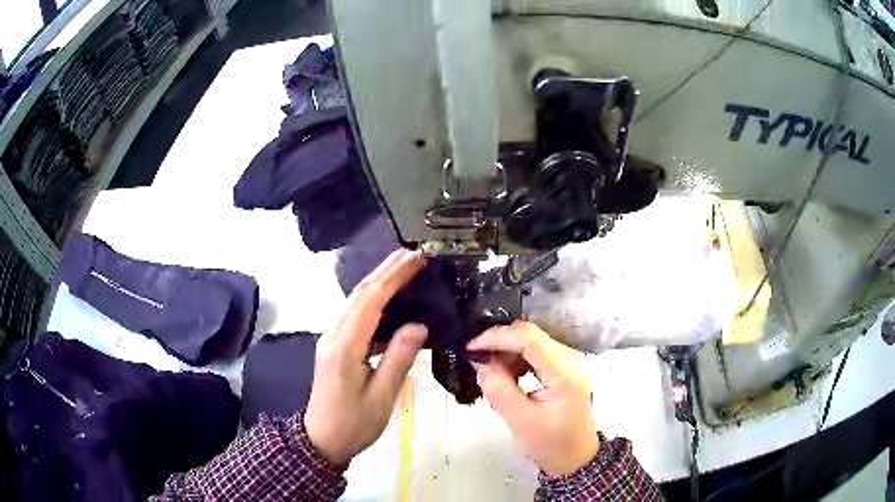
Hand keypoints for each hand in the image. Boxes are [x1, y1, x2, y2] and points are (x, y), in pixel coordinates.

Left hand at [305, 249, 427, 464]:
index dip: (392, 276)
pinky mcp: (336, 347)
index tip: (415, 258)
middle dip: (385, 270)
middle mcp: (334, 335)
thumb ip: (399, 358)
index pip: (370, 300)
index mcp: (344, 346)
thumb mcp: (381, 396)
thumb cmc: (353, 423)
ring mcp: (332, 340)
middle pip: (359, 294)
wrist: (321, 440)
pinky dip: (374, 301)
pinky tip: (390, 301)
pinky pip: (356, 316)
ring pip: (356, 303)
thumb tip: (418, 326)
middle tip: (413, 254)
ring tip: (405, 269)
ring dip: (379, 282)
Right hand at [468, 321, 599, 475]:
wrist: (575, 455)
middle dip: (500, 343)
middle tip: (478, 362)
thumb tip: (481, 362)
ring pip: (531, 340)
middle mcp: (571, 358)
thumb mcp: (520, 422)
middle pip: (530, 335)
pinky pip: (535, 351)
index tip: (471, 348)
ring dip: (507, 352)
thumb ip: (499, 390)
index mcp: (565, 374)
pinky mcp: (564, 365)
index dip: (497, 337)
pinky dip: (516, 359)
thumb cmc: (550, 444)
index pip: (529, 339)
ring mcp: (569, 360)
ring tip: (492, 374)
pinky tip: (508, 376)